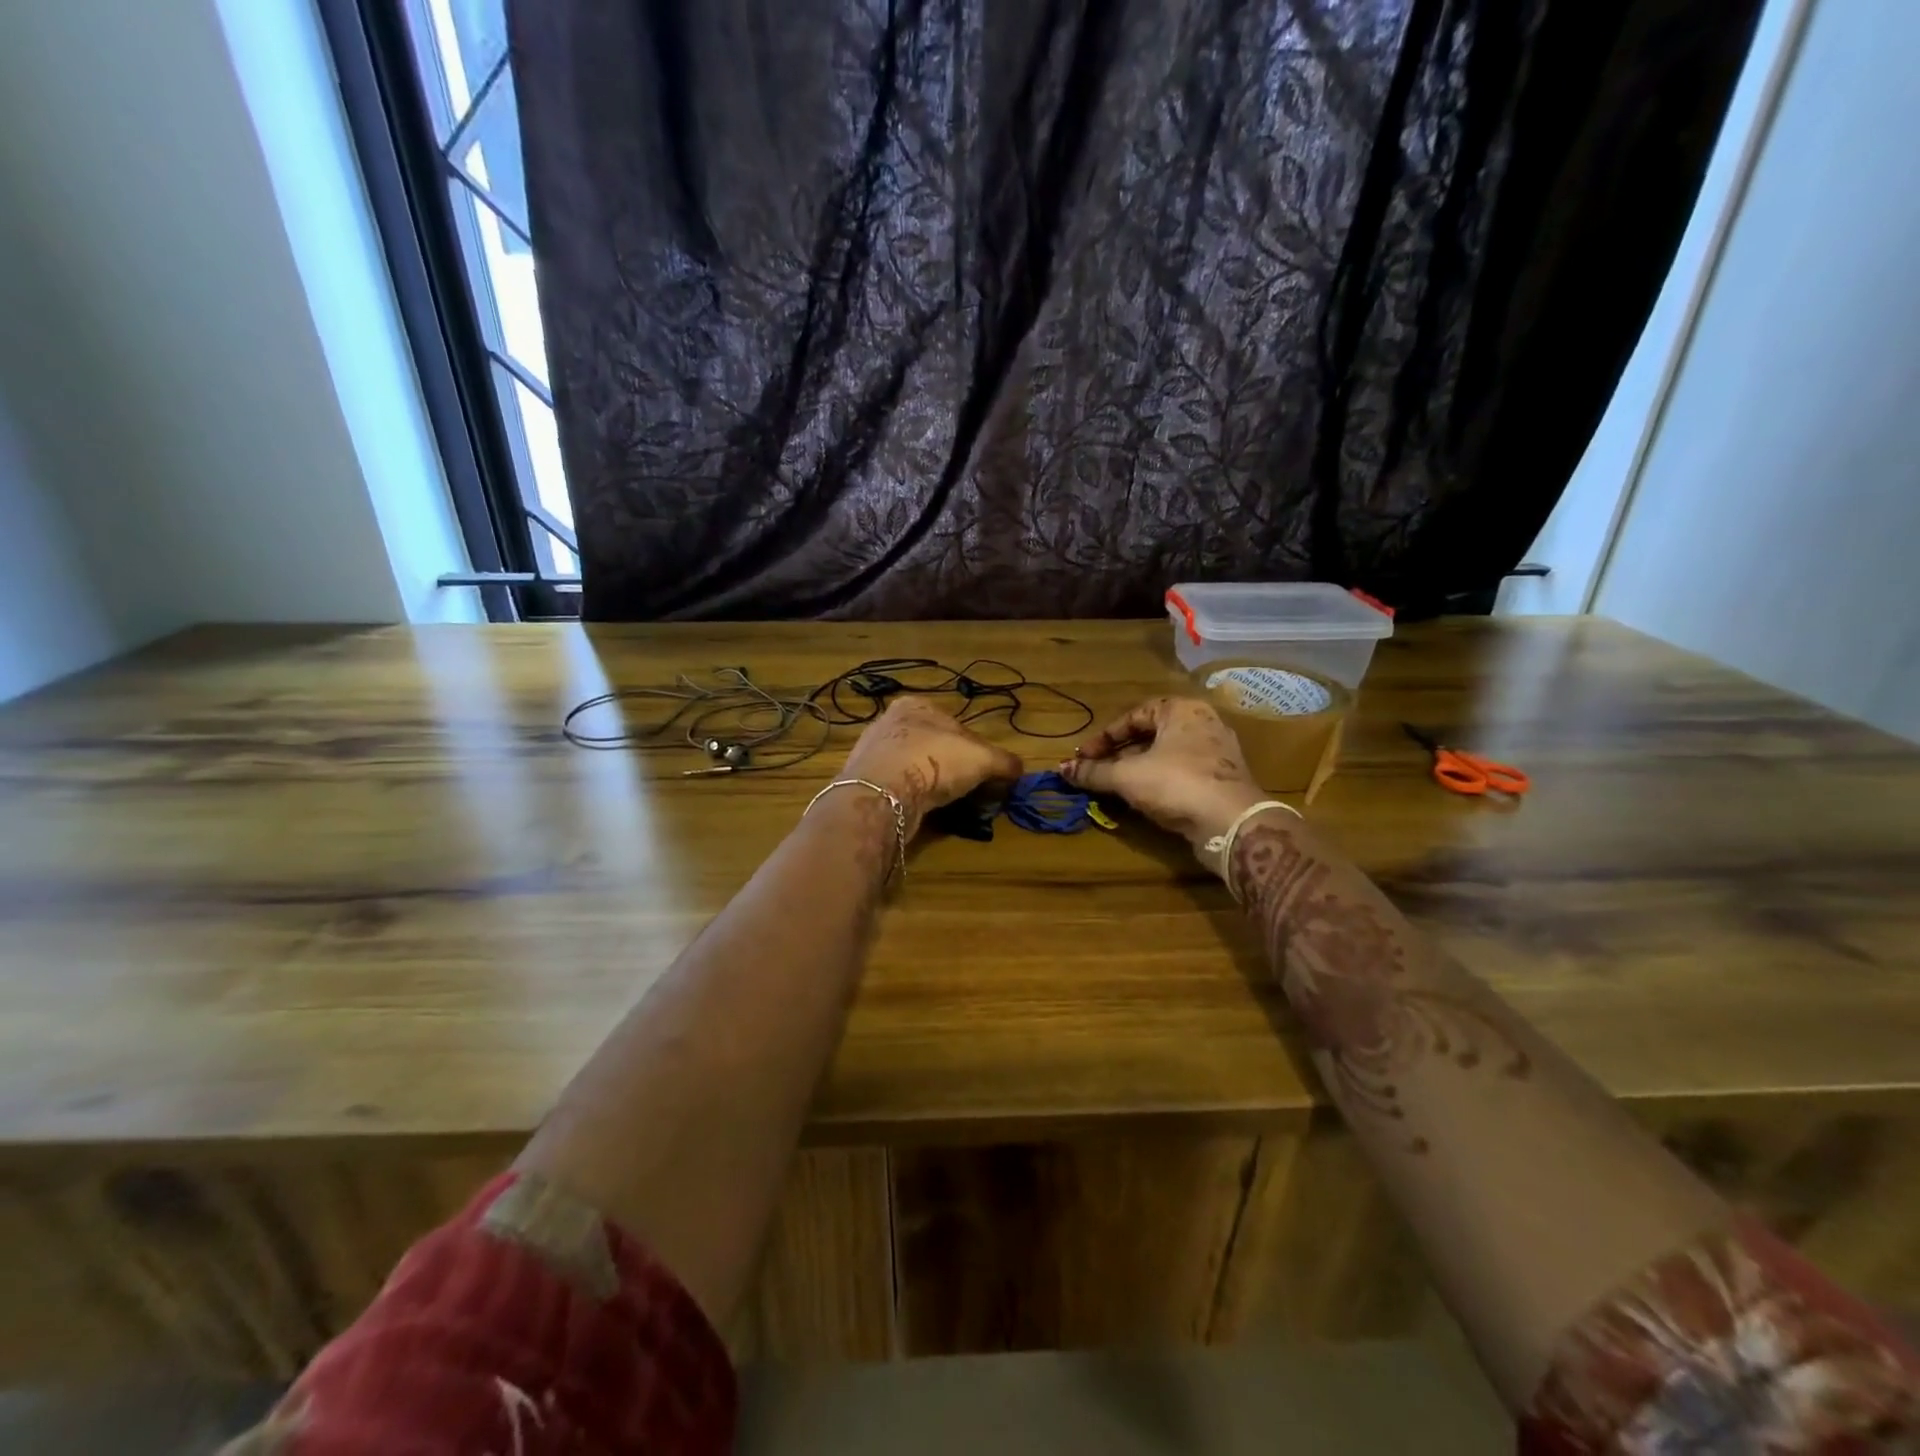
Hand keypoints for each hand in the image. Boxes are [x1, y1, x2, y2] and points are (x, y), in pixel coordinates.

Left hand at [840, 698, 1023, 835]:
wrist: (883, 793)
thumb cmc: (935, 761)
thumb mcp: (983, 758)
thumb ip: (1004, 762)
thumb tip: (1019, 770)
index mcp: (917, 705)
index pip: (955, 725)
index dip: (974, 749)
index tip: (984, 772)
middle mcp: (889, 722)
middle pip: (932, 745)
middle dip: (949, 766)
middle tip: (965, 790)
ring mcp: (872, 752)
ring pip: (912, 767)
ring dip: (927, 783)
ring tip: (943, 804)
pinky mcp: (863, 781)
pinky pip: (895, 787)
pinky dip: (909, 797)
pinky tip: (919, 810)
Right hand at [1057, 696, 1265, 850]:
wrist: (1231, 822)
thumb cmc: (1176, 783)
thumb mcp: (1126, 776)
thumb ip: (1093, 772)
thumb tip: (1061, 769)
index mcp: (1182, 709)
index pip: (1134, 715)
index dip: (1104, 737)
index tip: (1084, 756)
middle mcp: (1203, 723)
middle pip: (1150, 735)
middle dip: (1119, 755)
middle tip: (1096, 771)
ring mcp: (1217, 753)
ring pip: (1166, 756)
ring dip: (1137, 770)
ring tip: (1114, 787)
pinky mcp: (1223, 780)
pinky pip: (1182, 773)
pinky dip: (1158, 782)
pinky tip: (1143, 799)